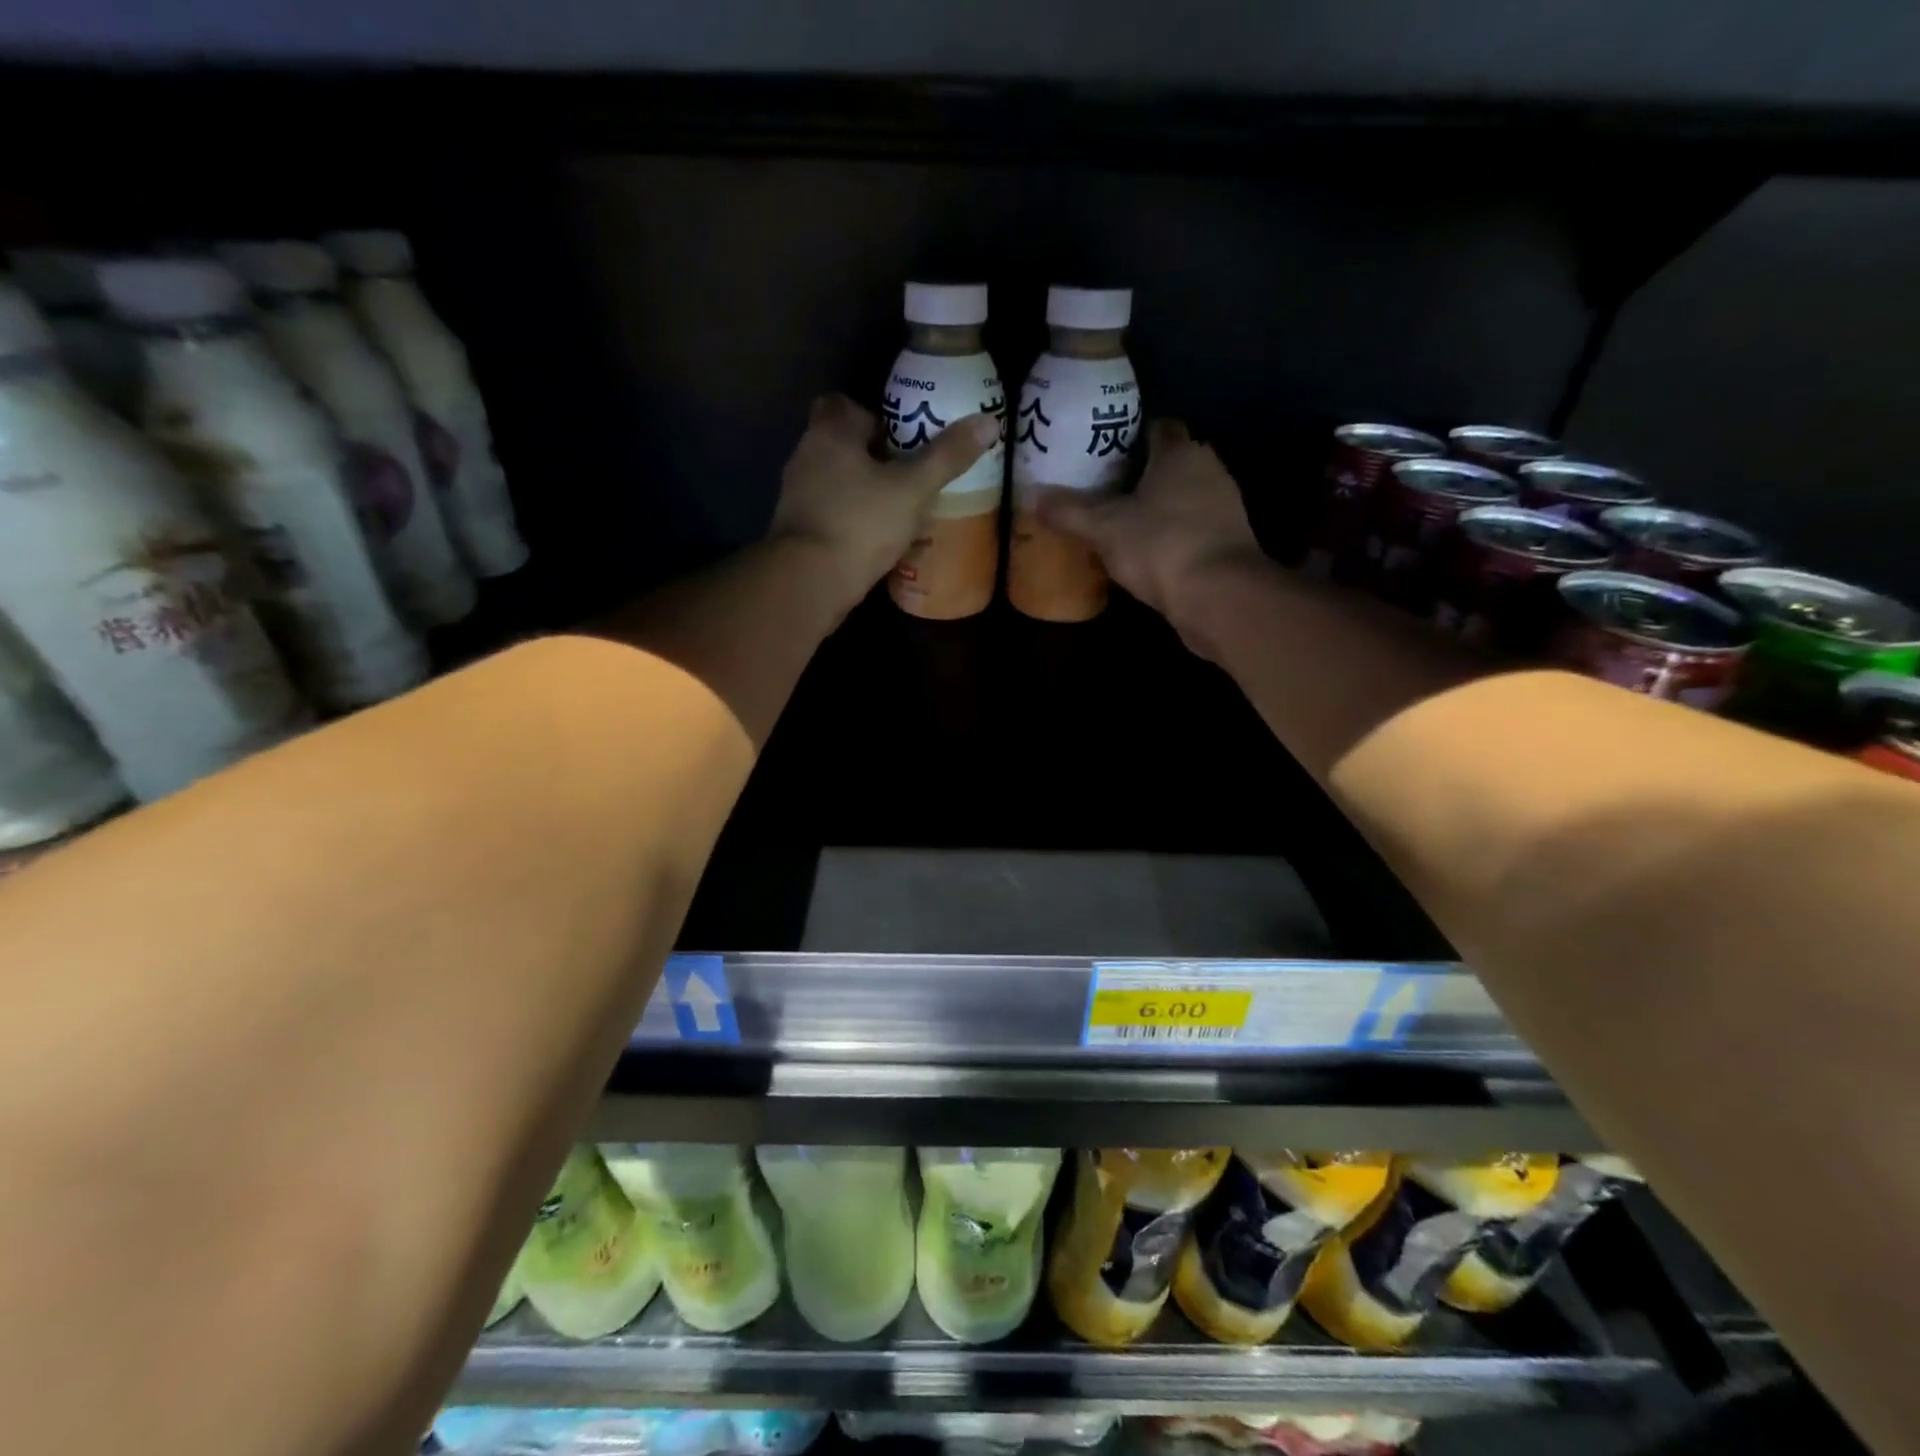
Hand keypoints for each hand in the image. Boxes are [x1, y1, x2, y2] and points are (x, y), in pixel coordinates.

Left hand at [771, 393, 998, 613]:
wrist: (809, 581)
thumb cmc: (861, 523)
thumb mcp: (913, 488)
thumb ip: (947, 457)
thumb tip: (989, 422)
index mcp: (829, 433)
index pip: (845, 405)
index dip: (874, 417)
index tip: (901, 439)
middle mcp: (806, 456)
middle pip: (842, 445)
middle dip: (872, 458)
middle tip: (908, 476)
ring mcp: (797, 495)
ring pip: (836, 482)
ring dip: (863, 492)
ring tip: (899, 511)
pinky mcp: (797, 530)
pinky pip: (830, 514)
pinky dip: (851, 521)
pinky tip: (876, 540)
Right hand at [1035, 419, 1268, 653]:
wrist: (1220, 596)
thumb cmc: (1161, 545)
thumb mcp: (1104, 528)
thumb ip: (1068, 511)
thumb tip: (1028, 494)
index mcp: (1180, 452)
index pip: (1158, 426)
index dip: (1130, 434)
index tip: (1102, 450)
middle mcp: (1208, 469)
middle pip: (1171, 461)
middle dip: (1141, 473)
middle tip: (1103, 488)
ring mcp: (1224, 506)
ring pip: (1184, 496)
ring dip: (1158, 506)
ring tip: (1120, 521)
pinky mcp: (1228, 541)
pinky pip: (1193, 527)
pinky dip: (1172, 534)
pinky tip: (1147, 551)